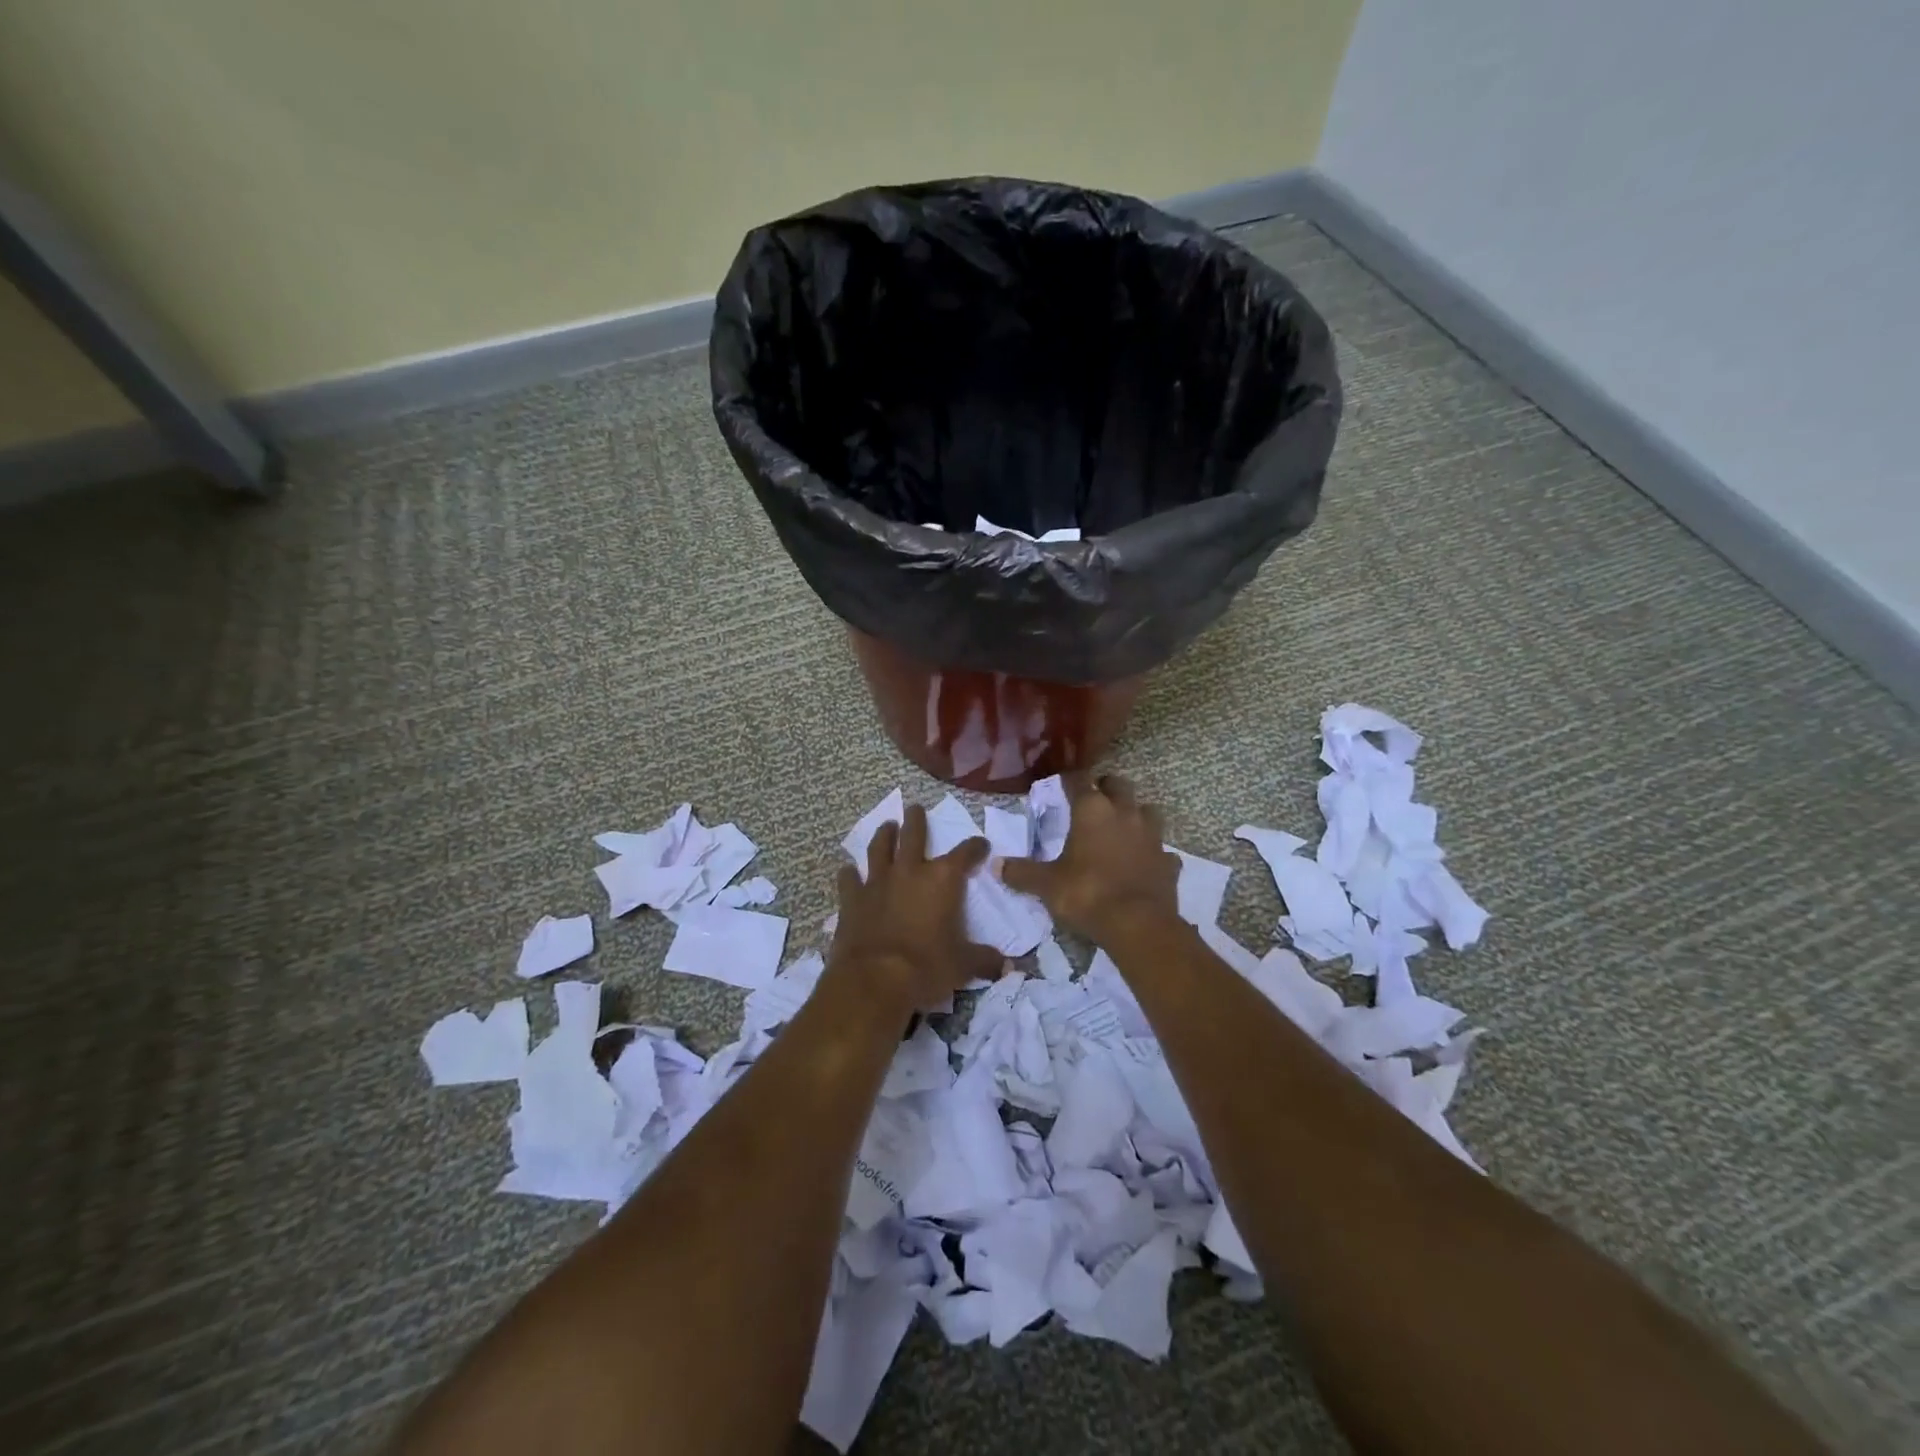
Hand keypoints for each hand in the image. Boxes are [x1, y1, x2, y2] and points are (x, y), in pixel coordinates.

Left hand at [828, 804, 1002, 1017]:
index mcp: (943, 880)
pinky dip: (849, 874)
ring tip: (886, 826)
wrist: (874, 979)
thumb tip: (1007, 965)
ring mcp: (877, 882)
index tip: (981, 845)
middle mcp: (910, 871)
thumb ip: (985, 960)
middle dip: (916, 820)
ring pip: (880, 848)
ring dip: (884, 835)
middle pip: (914, 835)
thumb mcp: (963, 965)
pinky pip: (849, 879)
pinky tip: (848, 870)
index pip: (965, 853)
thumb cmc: (927, 967)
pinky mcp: (852, 899)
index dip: (975, 847)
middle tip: (915, 808)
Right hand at [1000, 774, 1178, 941]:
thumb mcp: (1047, 885)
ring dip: (1136, 814)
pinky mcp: (1168, 862)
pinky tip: (1144, 863)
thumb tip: (995, 865)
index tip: (1061, 783)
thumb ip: (1022, 873)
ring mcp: (1152, 837)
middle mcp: (1125, 814)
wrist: (1138, 925)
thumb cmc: (1087, 894)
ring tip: (1123, 826)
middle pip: (1119, 785)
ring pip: (1148, 811)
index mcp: (1092, 811)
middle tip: (1094, 798)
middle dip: (1106, 787)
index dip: (1069, 779)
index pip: (1080, 780)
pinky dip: (1153, 853)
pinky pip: (1162, 850)